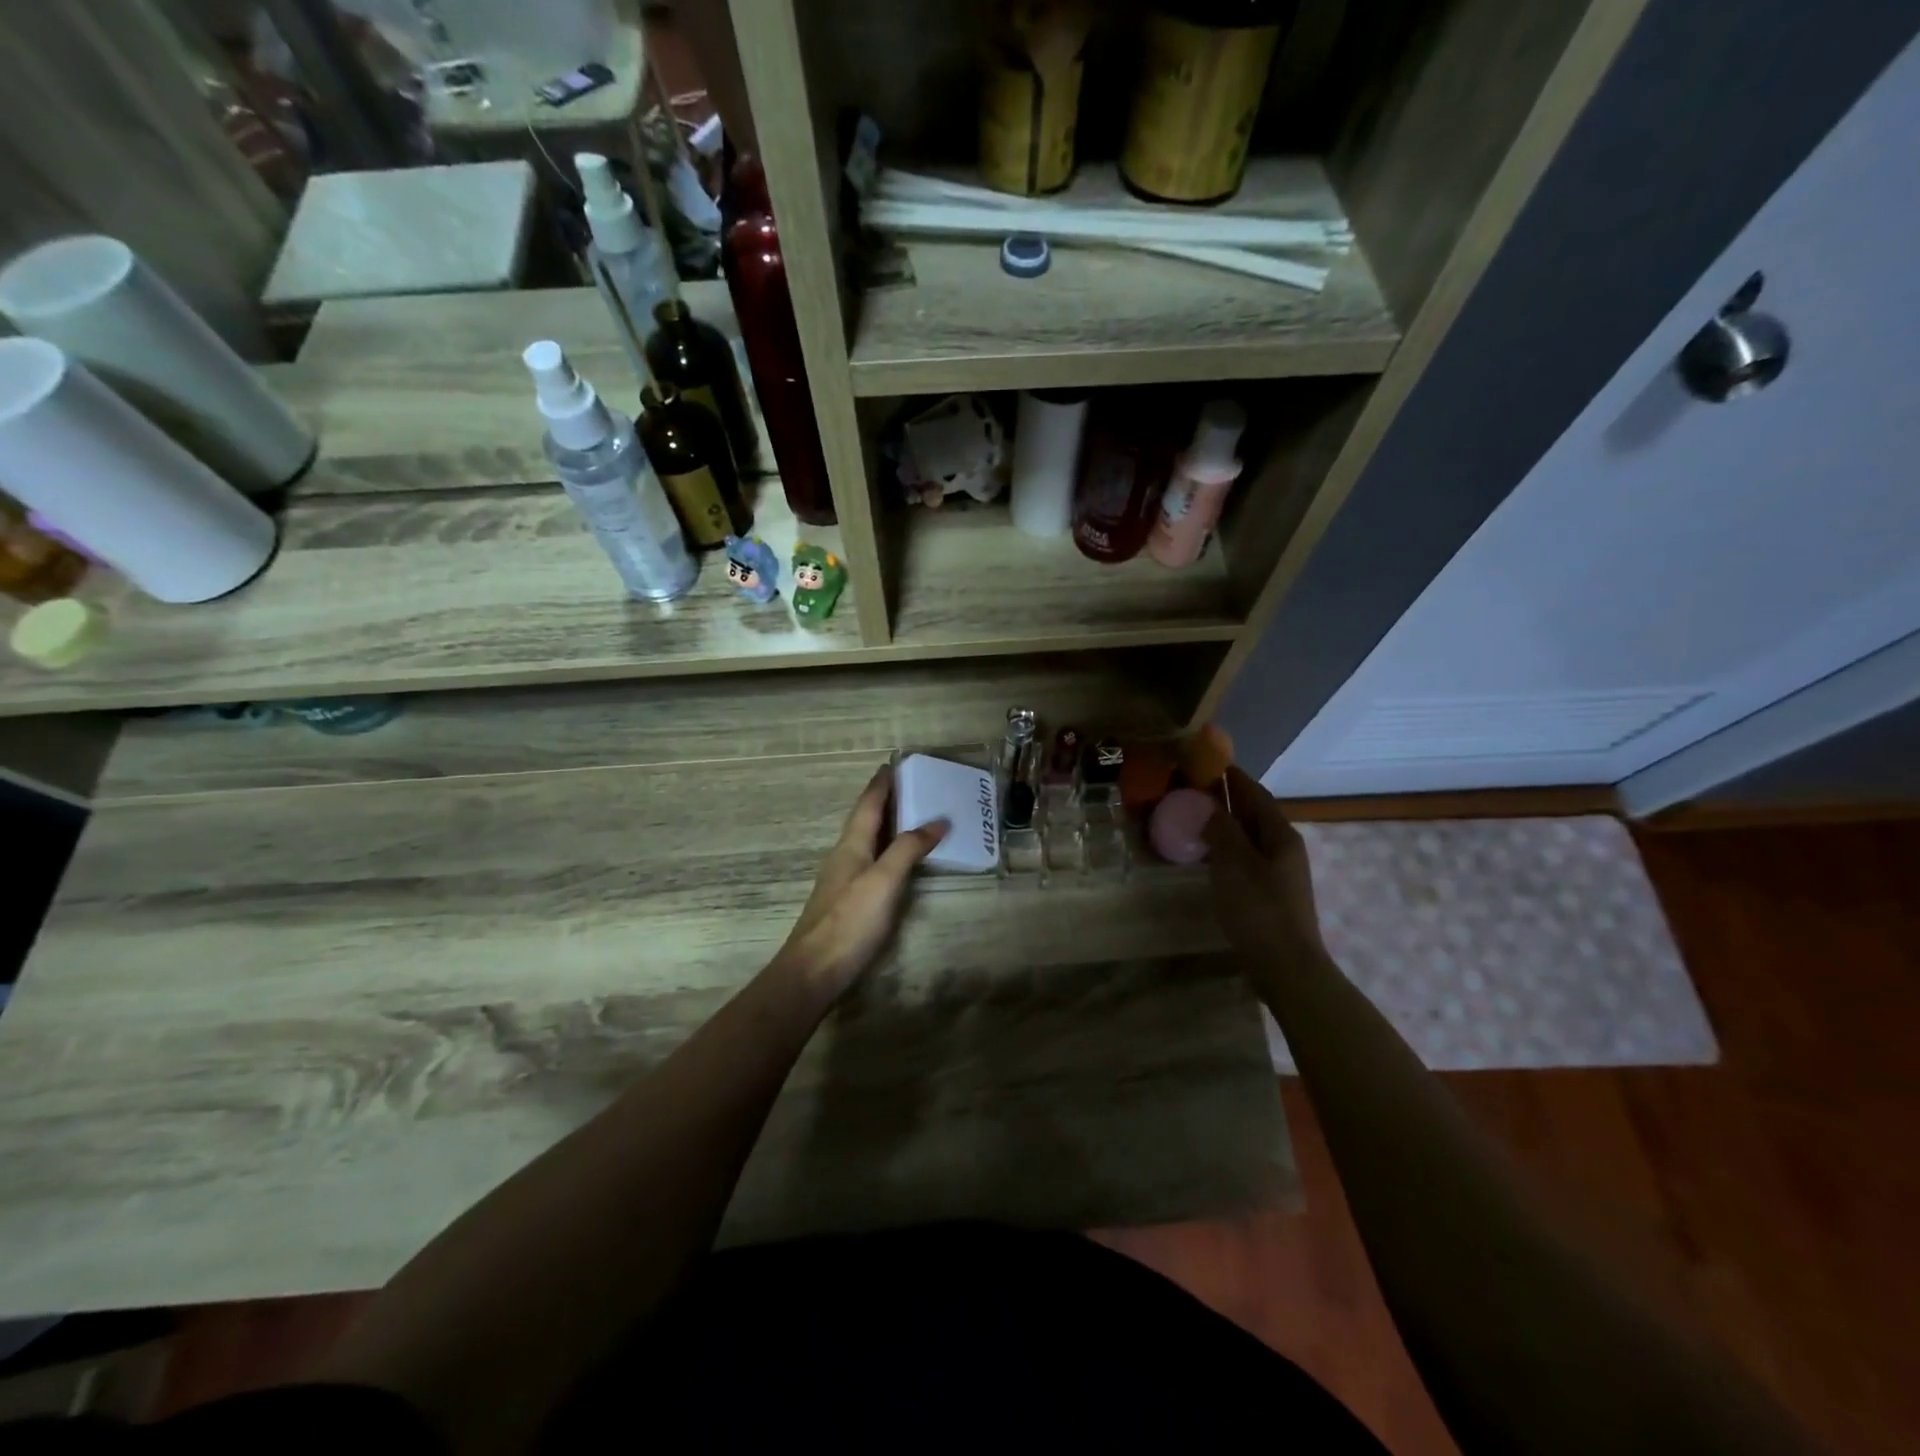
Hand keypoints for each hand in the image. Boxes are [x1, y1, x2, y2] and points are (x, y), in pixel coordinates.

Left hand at [773, 765, 948, 1001]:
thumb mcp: (884, 881)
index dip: (881, 784)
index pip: (867, 805)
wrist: (814, 971)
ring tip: (910, 816)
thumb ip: (908, 849)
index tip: (893, 764)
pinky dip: (886, 850)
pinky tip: (896, 861)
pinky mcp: (847, 902)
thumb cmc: (850, 921)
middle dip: (885, 801)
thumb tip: (937, 821)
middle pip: (865, 820)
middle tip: (911, 785)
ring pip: (867, 841)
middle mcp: (844, 857)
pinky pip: (871, 862)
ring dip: (886, 825)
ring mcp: (843, 881)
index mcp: (851, 846)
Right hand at [1203, 764, 1326, 961]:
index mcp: (1280, 833)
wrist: (1286, 966)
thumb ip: (1221, 829)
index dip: (1230, 775)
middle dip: (1224, 798)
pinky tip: (1205, 853)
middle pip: (1252, 812)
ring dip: (1223, 823)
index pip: (1253, 792)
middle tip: (1189, 788)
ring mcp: (1279, 870)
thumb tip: (1208, 805)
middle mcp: (1283, 846)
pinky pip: (1244, 856)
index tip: (1204, 760)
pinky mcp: (1269, 891)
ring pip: (1247, 835)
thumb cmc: (1259, 910)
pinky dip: (1225, 847)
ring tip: (1191, 816)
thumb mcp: (1234, 864)